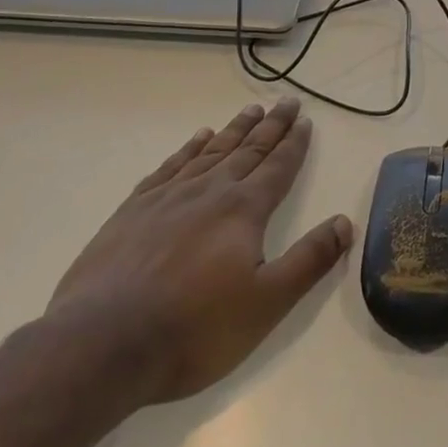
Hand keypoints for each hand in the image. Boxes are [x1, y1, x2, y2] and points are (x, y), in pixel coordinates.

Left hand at [41, 98, 352, 408]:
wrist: (102, 344)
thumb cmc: (194, 328)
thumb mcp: (267, 303)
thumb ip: (309, 260)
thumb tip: (345, 222)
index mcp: (244, 211)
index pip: (278, 168)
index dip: (294, 144)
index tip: (305, 120)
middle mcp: (209, 192)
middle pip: (248, 150)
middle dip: (271, 126)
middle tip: (286, 102)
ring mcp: (168, 198)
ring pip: (211, 152)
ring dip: (234, 130)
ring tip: (251, 110)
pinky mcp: (133, 210)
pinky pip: (170, 166)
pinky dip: (189, 149)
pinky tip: (197, 140)